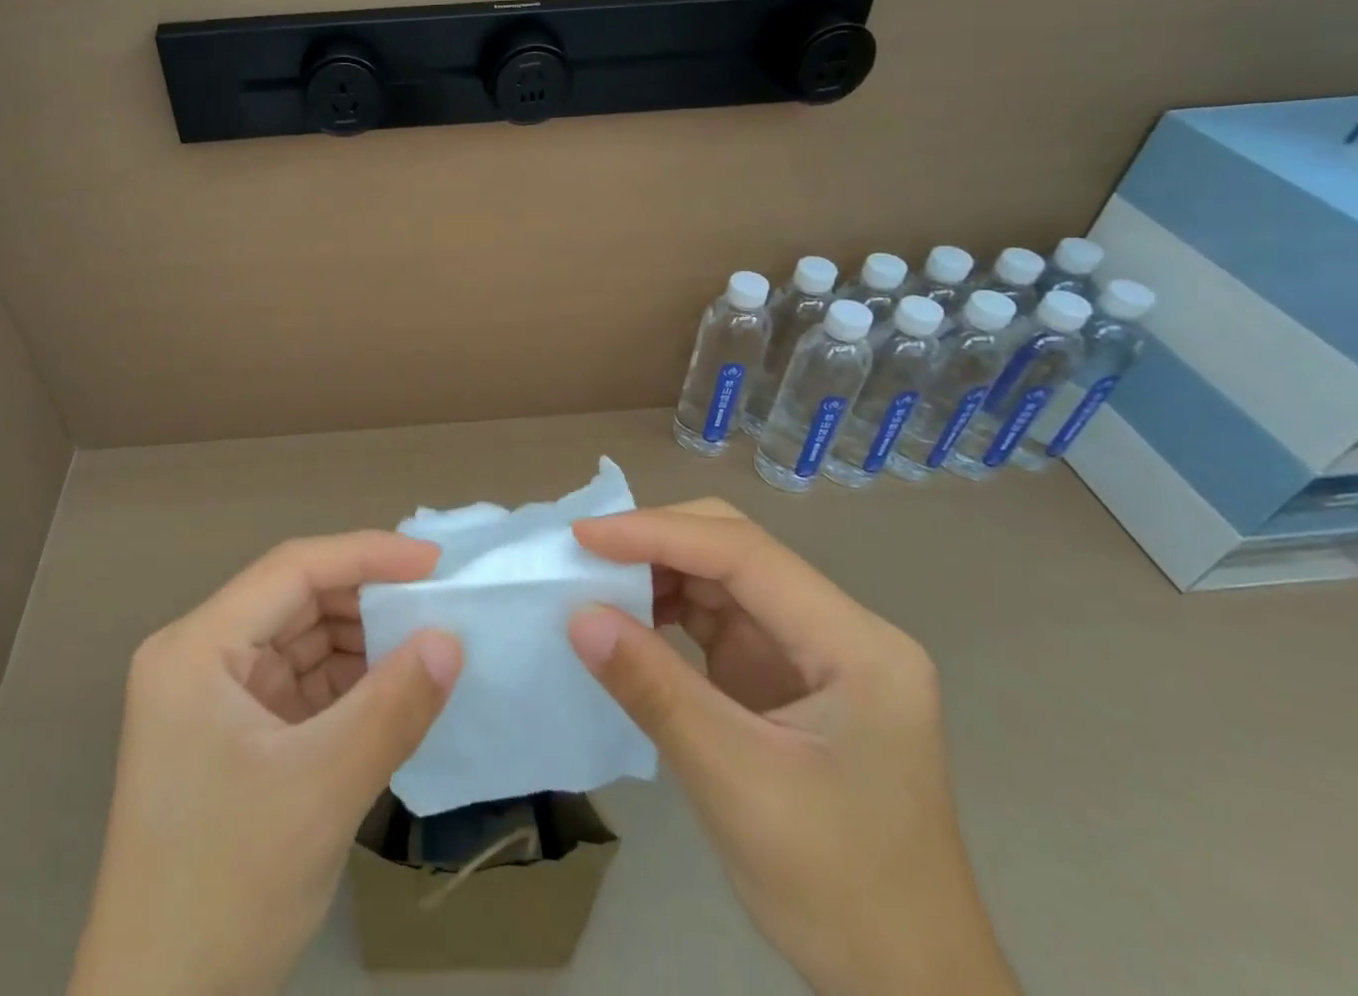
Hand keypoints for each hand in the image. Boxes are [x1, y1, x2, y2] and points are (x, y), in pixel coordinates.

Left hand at [69, 532, 461, 995]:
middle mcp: (199, 658)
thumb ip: (392, 708)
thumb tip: (452, 640)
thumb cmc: (225, 891)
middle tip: (440, 605)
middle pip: (296, 602)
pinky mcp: (235, 736)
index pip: (292, 570)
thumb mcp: (320, 792)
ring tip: (428, 645)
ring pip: (302, 642)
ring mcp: (215, 699)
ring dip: (363, 643)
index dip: (366, 555)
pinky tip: (395, 689)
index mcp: (196, 649)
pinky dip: (349, 685)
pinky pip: (302, 686)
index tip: (435, 563)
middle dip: (368, 601)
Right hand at [568, 503, 1018, 995]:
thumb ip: (655, 690)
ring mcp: (812, 650)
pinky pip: (718, 617)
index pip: (744, 553)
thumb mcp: (736, 784)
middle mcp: (839, 629)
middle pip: (737, 550)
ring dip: (657, 574)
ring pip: (722, 578)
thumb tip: (578, 615)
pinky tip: (629, 621)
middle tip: (585, 555)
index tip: (583, 536)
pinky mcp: (785, 674)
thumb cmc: (838, 890)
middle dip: (657, 543)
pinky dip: (668, 611)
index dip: (658, 533)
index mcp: (855, 645)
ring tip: (595, 584)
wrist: (906, 986)